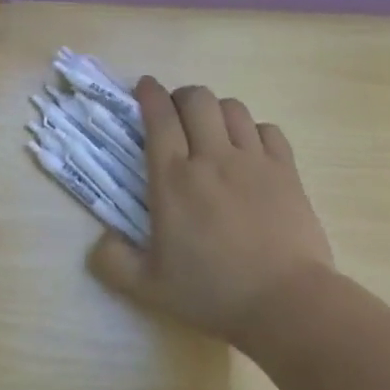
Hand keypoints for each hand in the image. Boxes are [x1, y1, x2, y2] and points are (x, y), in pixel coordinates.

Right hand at [89, 78, 334, 353]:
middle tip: (175, 114)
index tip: (144, 87)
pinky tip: (248, 150)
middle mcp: (212, 158)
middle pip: (197, 99)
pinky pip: (267, 129)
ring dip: (216, 111)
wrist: (287, 302)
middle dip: (181, 96)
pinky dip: (253, 131)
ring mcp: (253, 161)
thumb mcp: (148, 288)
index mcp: (173, 180)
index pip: (158, 117)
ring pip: (233, 108)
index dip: (149, 94)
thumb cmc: (213, 293)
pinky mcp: (287, 171)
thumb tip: (102, 240)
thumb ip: (114, 262)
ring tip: (211, 130)